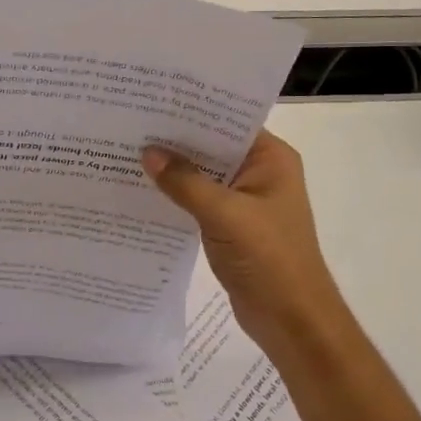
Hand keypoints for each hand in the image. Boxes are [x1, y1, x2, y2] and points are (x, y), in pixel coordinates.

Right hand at [142, 131, 349, 352]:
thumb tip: (147, 152)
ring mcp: (245, 200)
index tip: (152, 99)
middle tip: (130, 123)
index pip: (228, 121)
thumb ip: (185, 182)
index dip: (192, 110)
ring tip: (128, 151)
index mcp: (271, 159)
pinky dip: (177, 196)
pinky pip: (199, 200)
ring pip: (203, 174)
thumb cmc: (269, 260)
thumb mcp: (225, 215)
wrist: (292, 321)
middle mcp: (260, 172)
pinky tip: (143, 190)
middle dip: (176, 139)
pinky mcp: (231, 225)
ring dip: (173, 169)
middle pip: (212, 146)